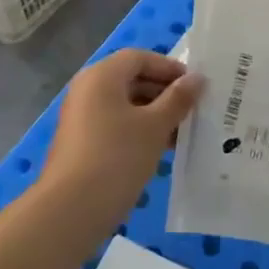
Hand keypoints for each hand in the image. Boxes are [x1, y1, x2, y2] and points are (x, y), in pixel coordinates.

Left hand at [41, 49, 202, 226]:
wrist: (71, 210)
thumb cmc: (117, 157)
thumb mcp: (155, 126)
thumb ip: (178, 99)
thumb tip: (197, 78)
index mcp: (102, 75)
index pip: (140, 57)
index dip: (169, 68)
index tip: (195, 86)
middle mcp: (87, 88)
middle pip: (131, 79)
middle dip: (164, 93)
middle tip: (192, 111)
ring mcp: (81, 116)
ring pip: (124, 104)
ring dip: (154, 114)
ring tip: (181, 134)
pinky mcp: (81, 141)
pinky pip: (115, 124)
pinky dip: (138, 130)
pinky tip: (160, 151)